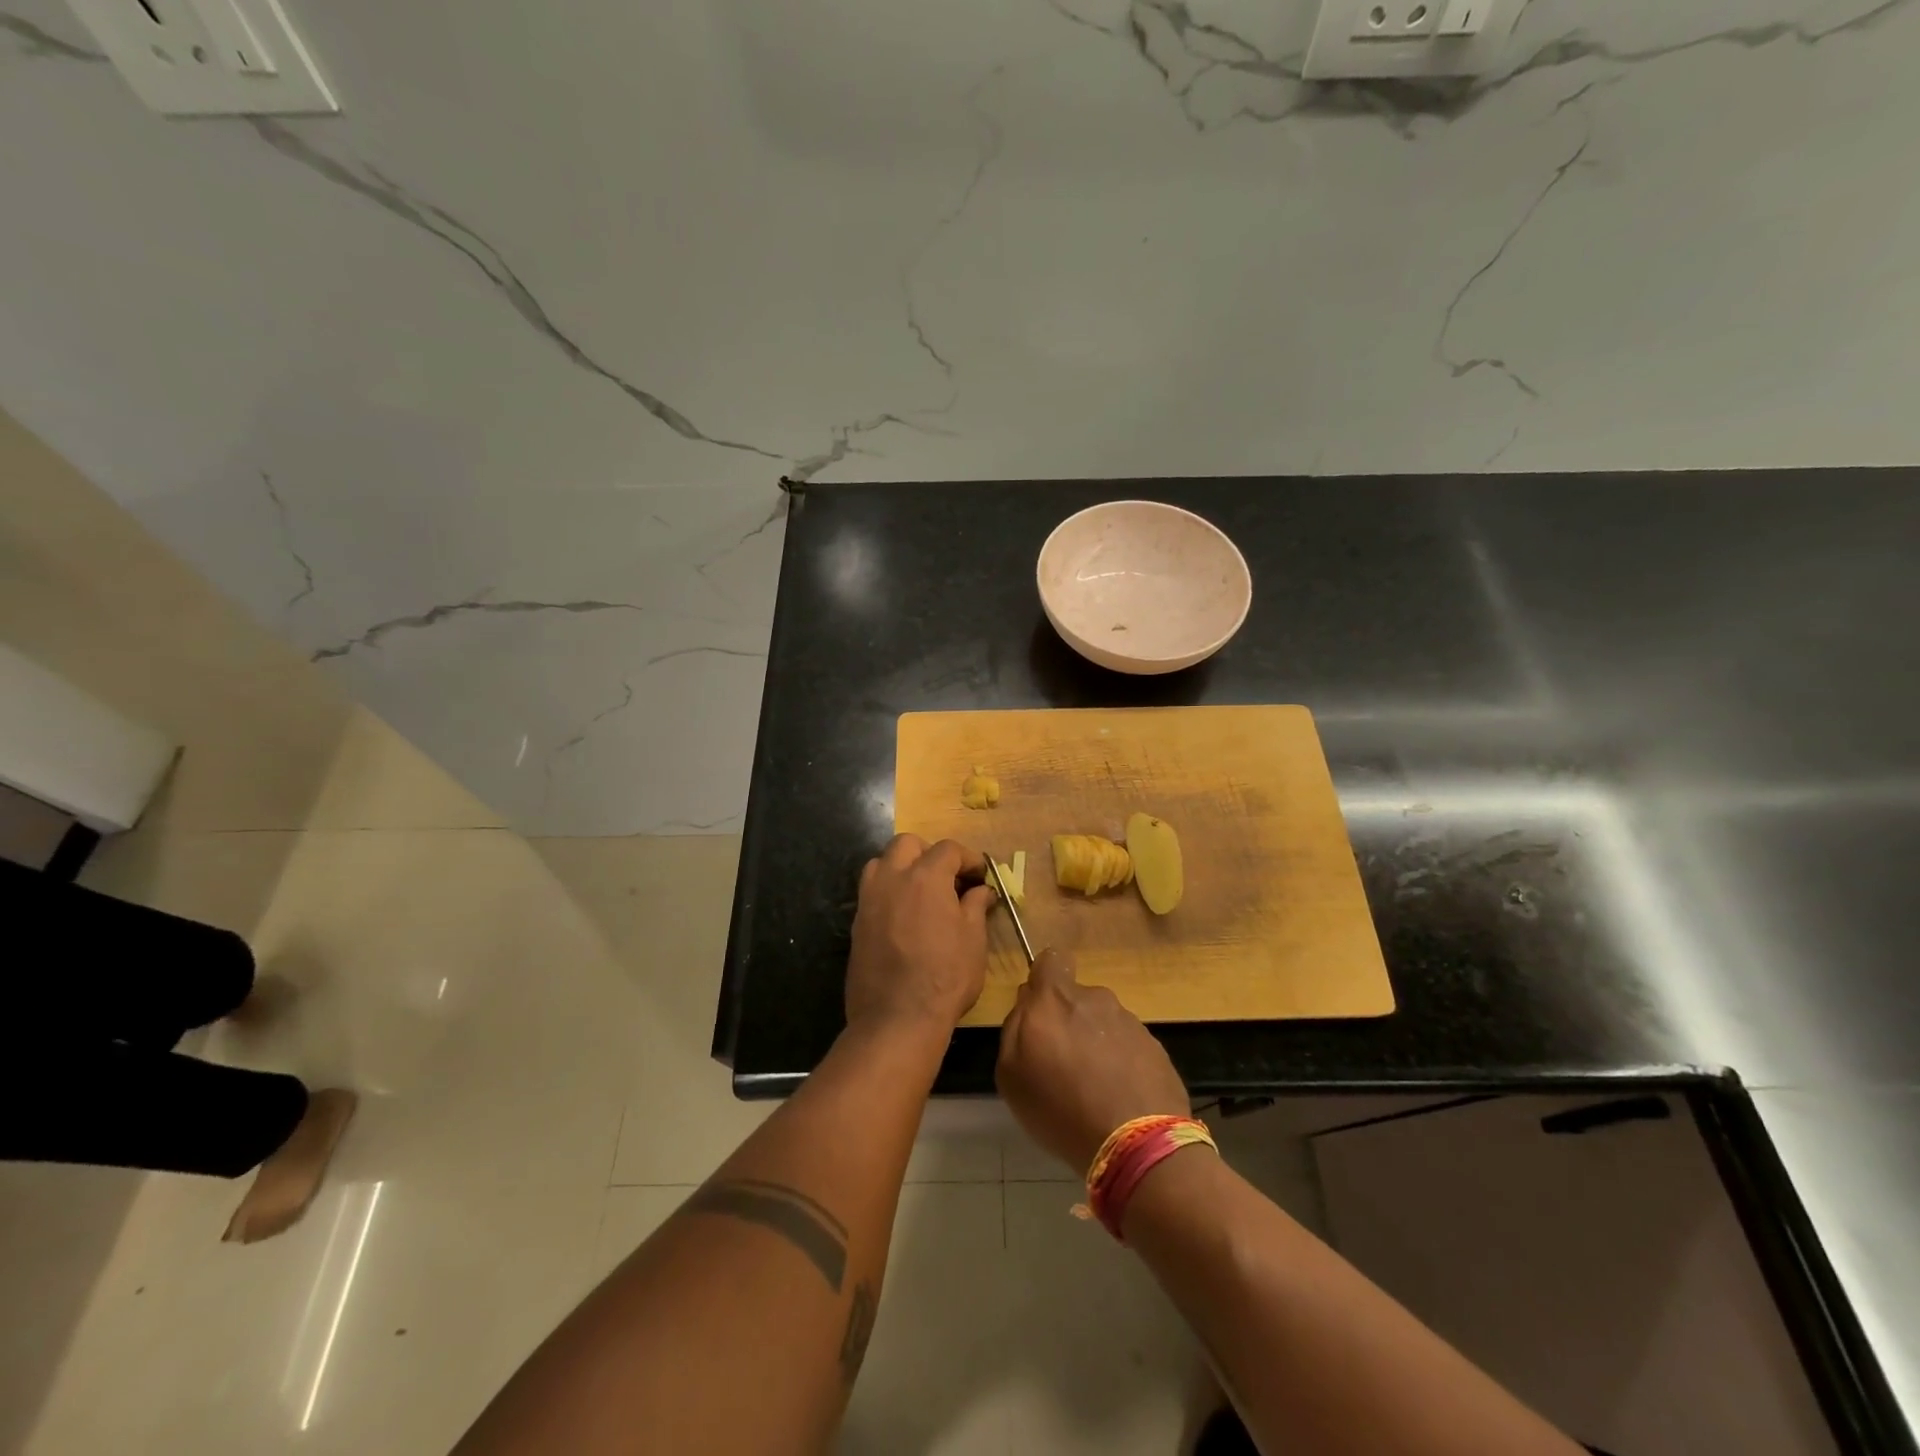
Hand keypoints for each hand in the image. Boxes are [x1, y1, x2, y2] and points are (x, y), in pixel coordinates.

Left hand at [846, 834, 992, 1040]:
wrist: (896, 1018)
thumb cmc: (945, 977)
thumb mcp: (973, 940)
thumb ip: (975, 907)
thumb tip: (980, 891)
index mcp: (925, 876)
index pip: (948, 849)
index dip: (968, 858)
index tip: (980, 875)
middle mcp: (892, 878)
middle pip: (907, 844)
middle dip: (929, 853)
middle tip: (948, 877)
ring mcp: (869, 899)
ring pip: (881, 862)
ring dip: (902, 867)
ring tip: (921, 892)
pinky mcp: (857, 922)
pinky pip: (872, 891)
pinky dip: (889, 891)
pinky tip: (904, 916)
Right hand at [995, 948, 1190, 1173]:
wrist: (1137, 1143)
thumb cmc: (1060, 1108)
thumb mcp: (1011, 1075)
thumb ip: (1013, 1028)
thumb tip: (1027, 1005)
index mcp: (1055, 999)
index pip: (1050, 960)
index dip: (1044, 978)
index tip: (1041, 1010)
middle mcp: (1094, 999)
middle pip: (1076, 997)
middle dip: (1069, 1020)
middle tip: (1064, 1063)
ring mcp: (1129, 1021)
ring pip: (1103, 1022)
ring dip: (1096, 1043)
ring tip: (1094, 1087)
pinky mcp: (1155, 1046)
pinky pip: (1128, 1045)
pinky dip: (1121, 1063)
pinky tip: (1118, 1097)